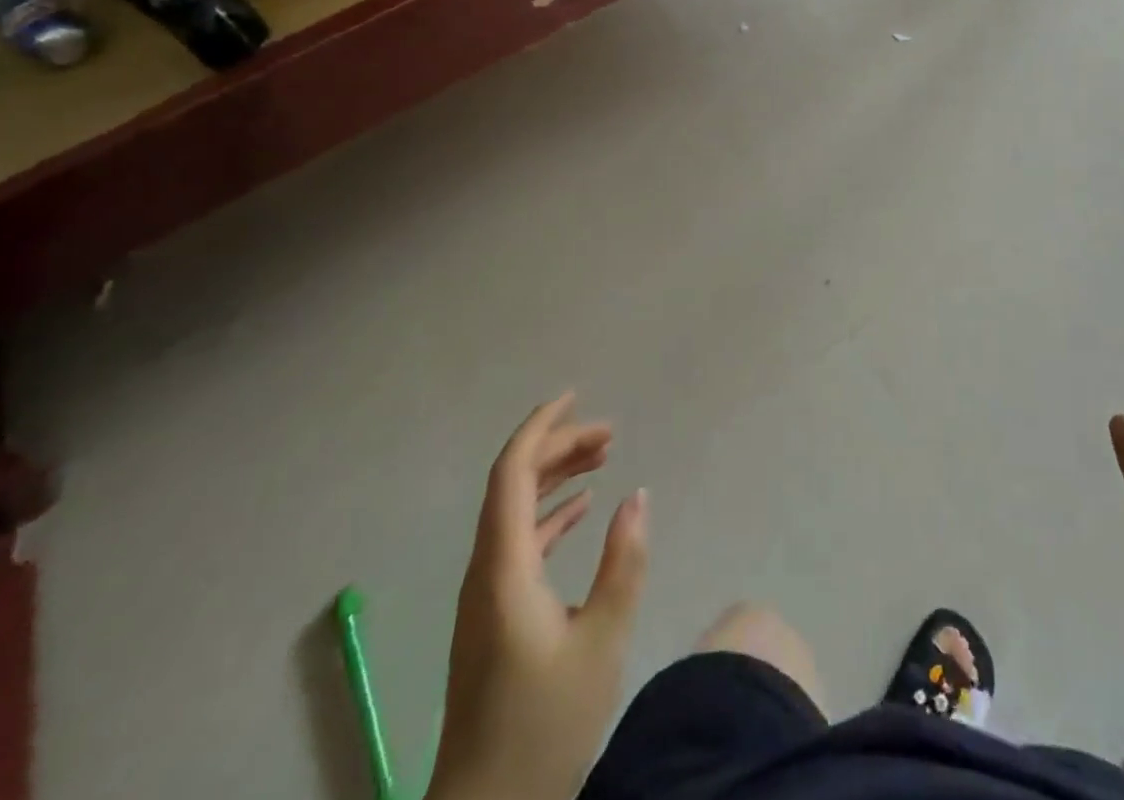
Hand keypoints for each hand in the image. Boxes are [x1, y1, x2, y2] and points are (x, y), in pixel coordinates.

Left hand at [428, 394, 649, 799]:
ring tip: (603, 458)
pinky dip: (550, 515)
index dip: (541, 427)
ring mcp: (486, 594)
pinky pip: (519, 541)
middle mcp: (485, 569)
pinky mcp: (494, 616)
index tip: (576, 396)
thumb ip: (624, 562)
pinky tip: (582, 510)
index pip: (512, 472)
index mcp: (503, 566)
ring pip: (516, 511)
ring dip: (555, 478)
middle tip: (609, 433)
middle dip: (559, 447)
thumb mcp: (602, 642)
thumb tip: (638, 495)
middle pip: (513, 483)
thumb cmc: (545, 727)